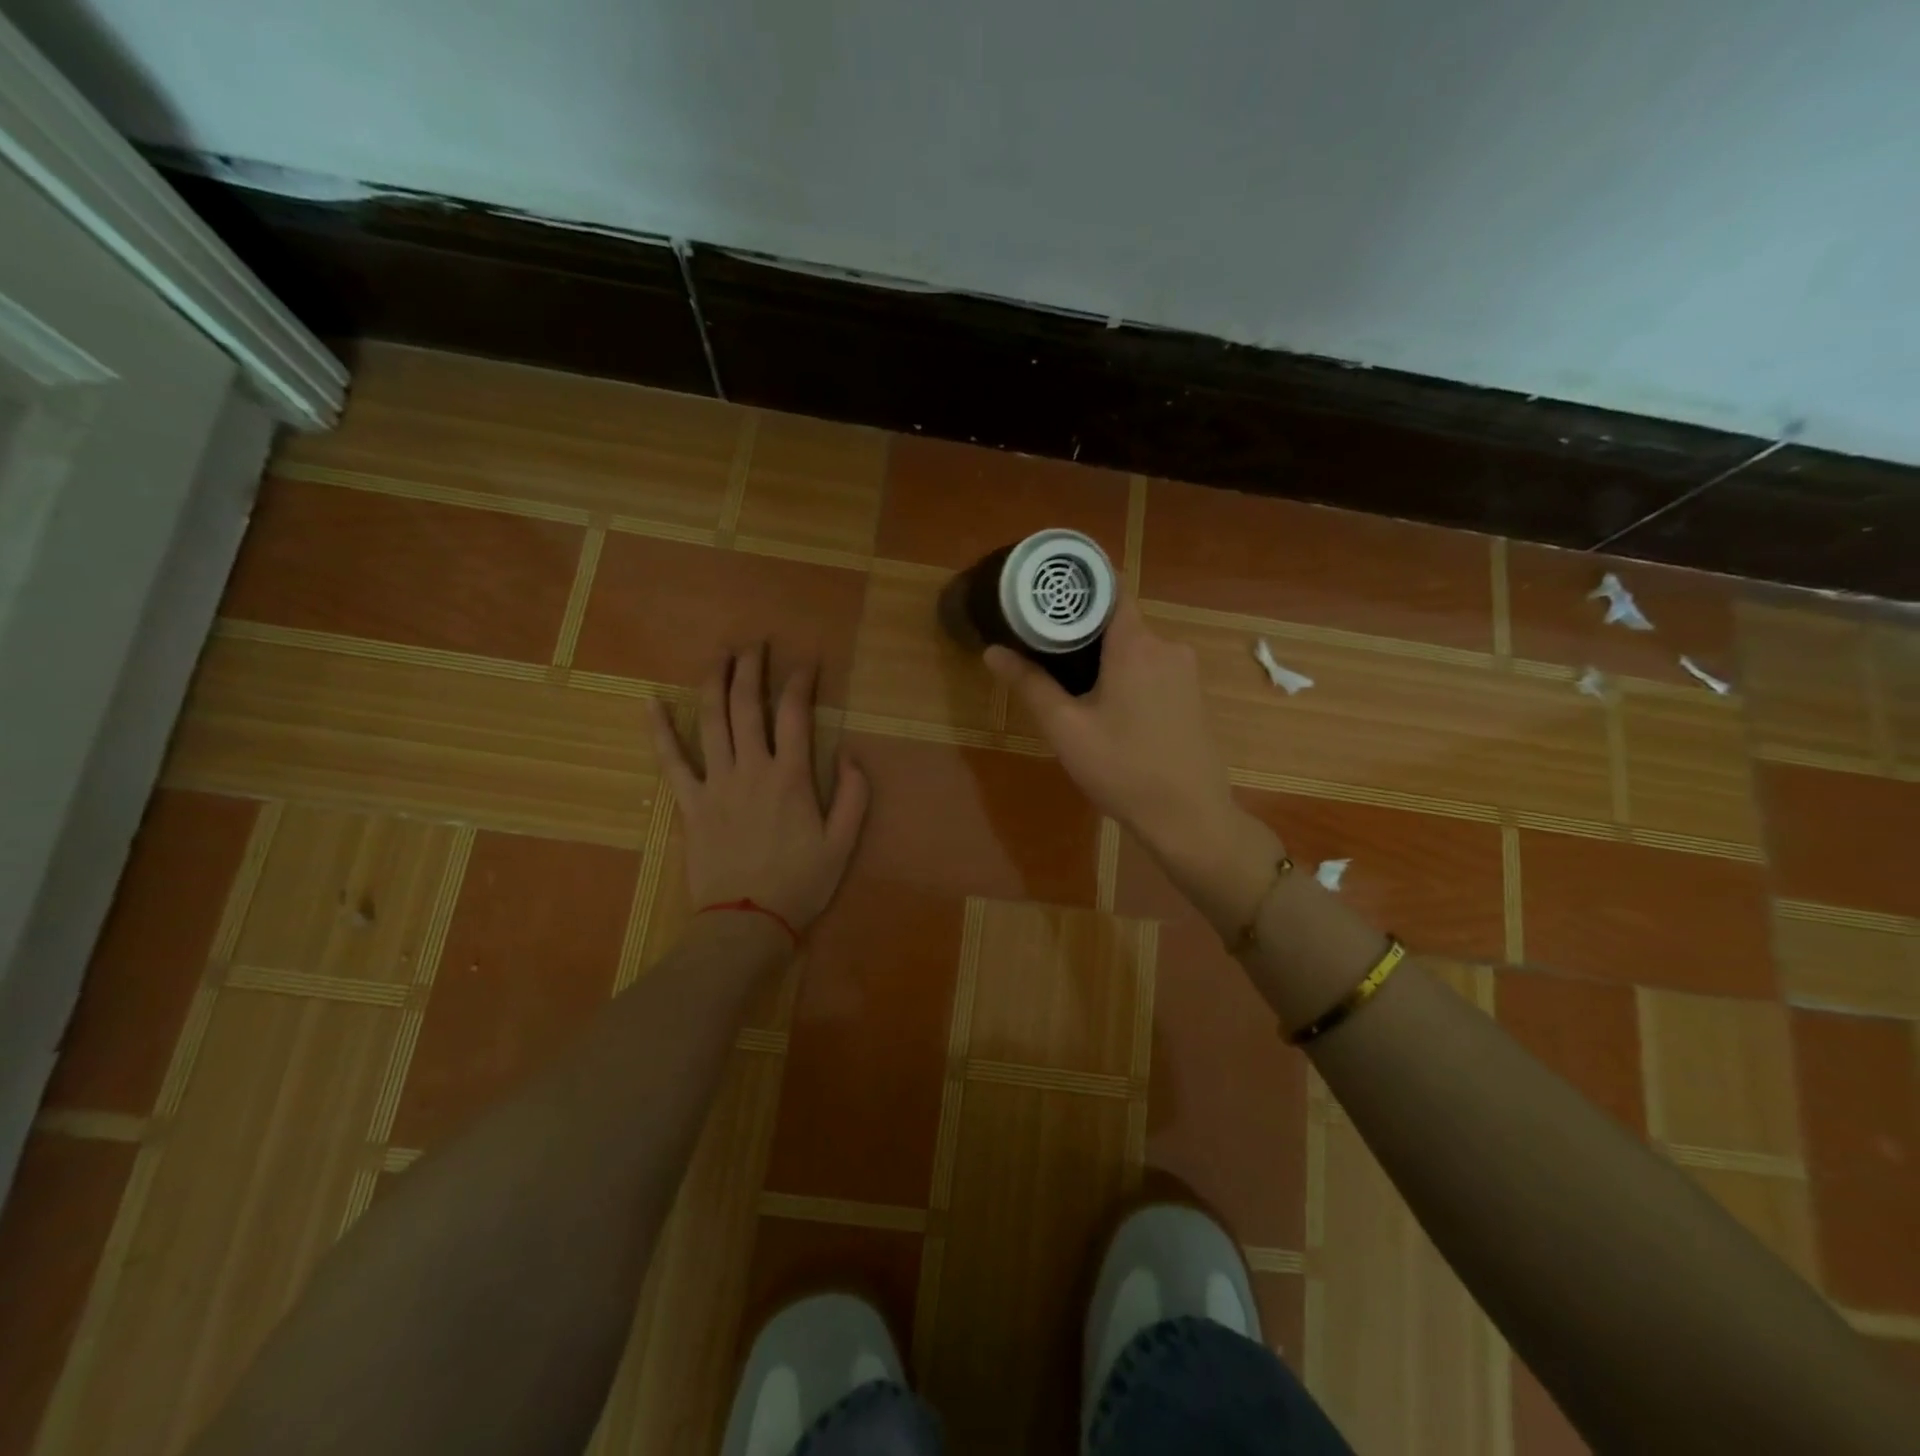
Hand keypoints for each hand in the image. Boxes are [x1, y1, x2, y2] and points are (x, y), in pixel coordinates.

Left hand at [649, 645, 868, 934]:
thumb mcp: (843, 844)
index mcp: (791, 777)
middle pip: (747, 705)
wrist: (746, 923)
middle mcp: (752, 769)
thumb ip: (853, 796)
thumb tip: (850, 755)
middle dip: (752, 668)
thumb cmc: (800, 884)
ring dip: (714, 682)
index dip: (801, 682)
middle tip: (756, 643)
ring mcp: (716, 783)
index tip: (807, 662)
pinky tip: (651, 702)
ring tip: (719, 654)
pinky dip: (660, 730)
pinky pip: (671, 761)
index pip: (795, 714)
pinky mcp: (690, 803)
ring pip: (712, 721)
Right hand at [983, 598, 1239, 865]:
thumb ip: (1030, 685)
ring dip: (1105, 656)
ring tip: (1070, 680)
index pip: (1110, 588)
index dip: (1079, 584)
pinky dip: (1127, 674)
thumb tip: (993, 651)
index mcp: (1136, 645)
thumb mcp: (1066, 729)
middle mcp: (1167, 646)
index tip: (1046, 590)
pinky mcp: (1193, 695)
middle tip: (1043, 646)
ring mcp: (1186, 671)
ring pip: (1135, 647)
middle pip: (1119, 620)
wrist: (1189, 818)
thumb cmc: (1123, 770)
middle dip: (1083, 630)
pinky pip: (1153, 668)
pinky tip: (1107, 705)